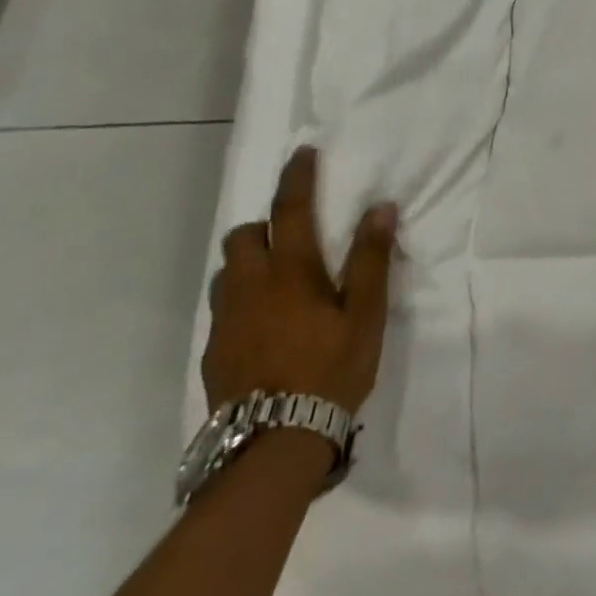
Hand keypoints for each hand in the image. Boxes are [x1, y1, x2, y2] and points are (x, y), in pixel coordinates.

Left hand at [202, 147, 398, 415]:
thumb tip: (380, 206)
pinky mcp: (214, 351)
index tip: (303, 154)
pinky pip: (224, 307)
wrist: (274, 442)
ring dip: (248, 261)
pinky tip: (265, 322)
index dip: (296, 178)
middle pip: (242, 237)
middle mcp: (250, 287)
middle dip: (262, 224)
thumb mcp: (366, 313)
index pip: (289, 210)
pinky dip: (243, 297)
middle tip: (292, 234)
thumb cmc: (331, 369)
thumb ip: (371, 259)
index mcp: (290, 272)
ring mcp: (226, 321)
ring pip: (227, 272)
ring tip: (278, 277)